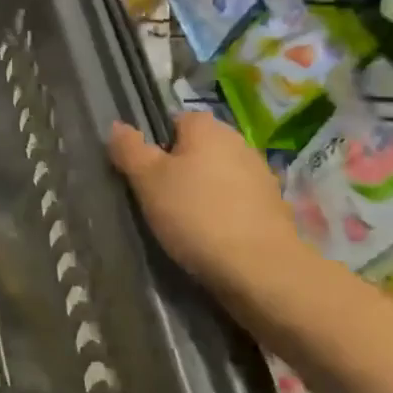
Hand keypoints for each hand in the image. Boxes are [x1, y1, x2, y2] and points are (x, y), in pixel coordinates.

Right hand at [107, 113, 300, 283]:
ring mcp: (261, 177)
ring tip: (183, 223)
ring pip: (217, 177)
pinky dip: (223, 213)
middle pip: (197, 149)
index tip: (144, 173)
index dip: (156, 144)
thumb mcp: (147, 180)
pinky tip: (211, 237)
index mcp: (208, 128)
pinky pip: (236, 202)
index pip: (174, 121)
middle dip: (179, 169)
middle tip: (158, 198)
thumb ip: (129, 148)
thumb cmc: (196, 214)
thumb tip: (118, 126)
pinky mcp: (274, 209)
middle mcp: (239, 143)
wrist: (262, 270)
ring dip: (202, 192)